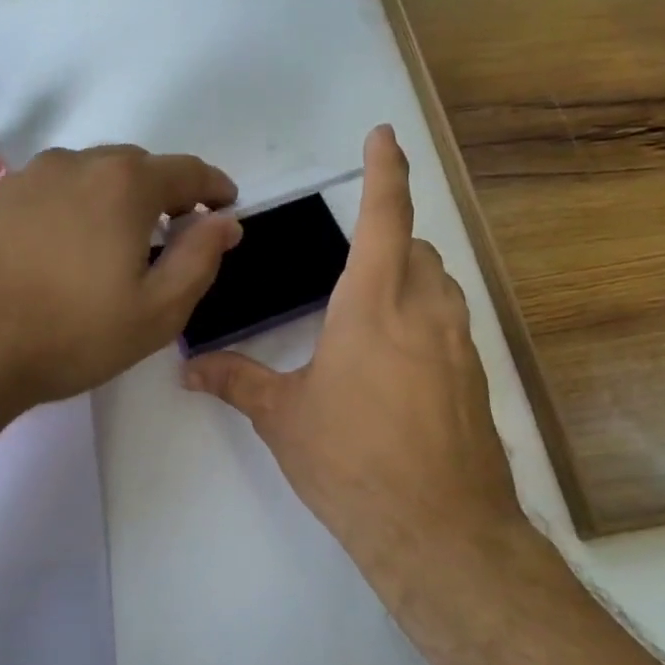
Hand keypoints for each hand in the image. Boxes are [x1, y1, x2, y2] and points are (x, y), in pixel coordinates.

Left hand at [0, 145, 241, 415]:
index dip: (214, 189)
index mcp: (124, 183)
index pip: (187, 171)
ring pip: (93, 177)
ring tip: (121, 245)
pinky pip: (56, 193)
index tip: (226, 207)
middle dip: (166, 194)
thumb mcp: (156, 311)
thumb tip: (224, 221)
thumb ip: (200, 258)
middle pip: (138, 168)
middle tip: (176, 235)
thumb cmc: (69, 333)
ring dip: (119, 200)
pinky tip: (71, 249)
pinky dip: (79, 209)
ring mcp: (30, 178)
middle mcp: (76, 164)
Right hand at [182, 126, 525, 567]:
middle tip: (356, 263)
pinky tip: (399, 366)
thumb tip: (189, 369)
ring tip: (374, 311)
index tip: (385, 136)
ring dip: (413, 279)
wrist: (438, 529)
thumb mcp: (284, 418)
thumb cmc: (351, 461)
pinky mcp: (475, 380)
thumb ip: (237, 383)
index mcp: (373, 306)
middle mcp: (424, 313)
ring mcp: (459, 347)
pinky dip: (427, 321)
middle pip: (419, 249)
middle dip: (392, 240)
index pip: (385, 218)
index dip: (385, 171)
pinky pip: (452, 327)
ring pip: (441, 287)